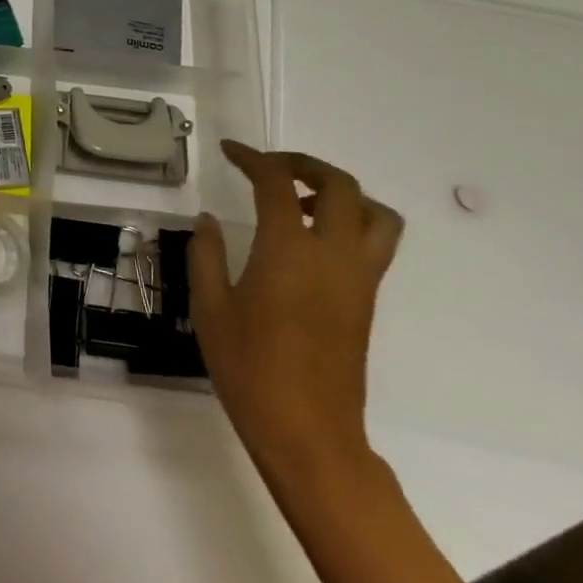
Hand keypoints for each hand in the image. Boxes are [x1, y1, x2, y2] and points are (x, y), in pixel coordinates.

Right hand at [191, 141, 402, 484]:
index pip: (278, 184)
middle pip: (341, 186)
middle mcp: (333, 255)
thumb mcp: (210, 306)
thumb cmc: (248, 366)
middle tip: (270, 168)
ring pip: (376, 215)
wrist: (307, 431)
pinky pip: (373, 243)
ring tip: (300, 204)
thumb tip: (209, 220)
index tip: (230, 151)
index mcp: (288, 251)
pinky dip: (348, 223)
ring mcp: (358, 279)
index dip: (254, 159)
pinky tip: (305, 243)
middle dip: (306, 165)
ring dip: (342, 194)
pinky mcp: (366, 301)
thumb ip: (207, 254)